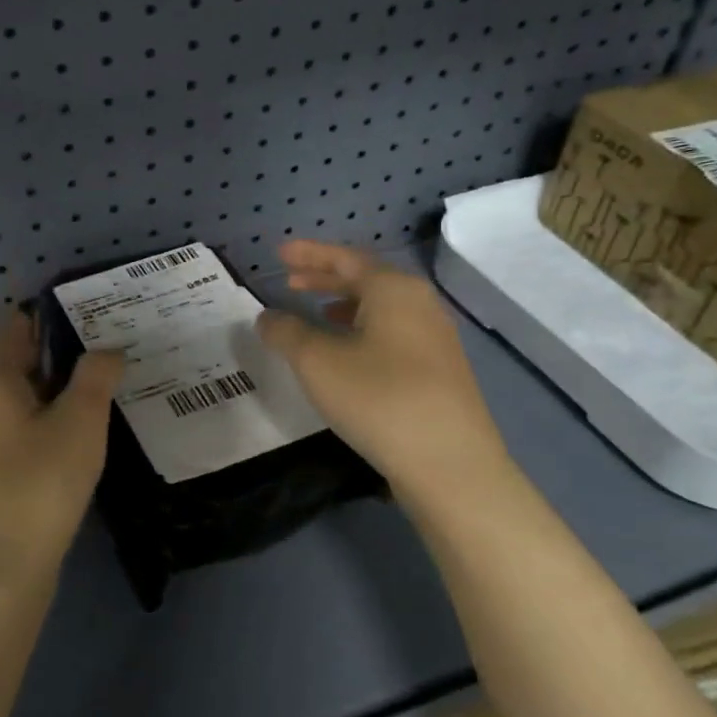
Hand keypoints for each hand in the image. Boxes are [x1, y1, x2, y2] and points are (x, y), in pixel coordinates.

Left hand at [0, 309, 124, 584]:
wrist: (2, 566)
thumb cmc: (40, 482)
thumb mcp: (80, 420)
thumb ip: (95, 375)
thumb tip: (107, 348)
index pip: (17, 326)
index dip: (48, 311)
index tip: (89, 307)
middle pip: (14, 359)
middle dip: (52, 348)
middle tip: (99, 346)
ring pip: (18, 395)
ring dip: (52, 385)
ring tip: (95, 384)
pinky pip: (21, 424)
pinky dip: (46, 415)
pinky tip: (77, 429)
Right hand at [255, 241, 512, 502]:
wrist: (449, 464)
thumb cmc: (378, 398)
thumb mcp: (318, 362)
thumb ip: (287, 332)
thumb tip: (267, 317)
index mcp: (394, 289)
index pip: (345, 258)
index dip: (309, 254)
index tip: (279, 252)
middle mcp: (420, 304)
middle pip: (366, 280)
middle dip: (325, 277)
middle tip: (290, 280)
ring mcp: (435, 338)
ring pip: (380, 308)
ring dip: (344, 304)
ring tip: (316, 312)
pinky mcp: (438, 370)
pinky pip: (392, 333)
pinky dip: (362, 330)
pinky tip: (347, 353)